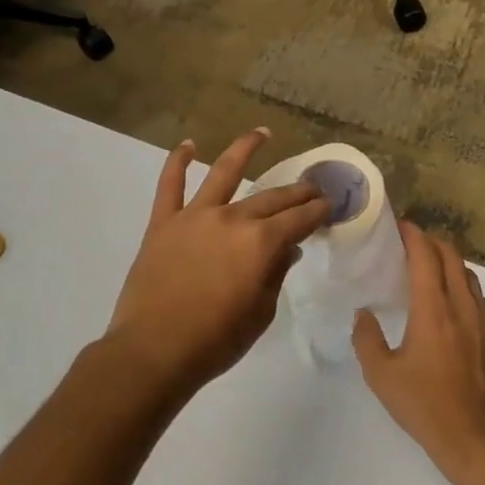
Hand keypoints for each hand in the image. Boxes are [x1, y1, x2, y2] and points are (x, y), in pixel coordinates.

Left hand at [107, 129, 329, 394]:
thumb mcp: (260, 312)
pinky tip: (187, 146)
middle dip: (296, 191)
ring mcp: (194, 217)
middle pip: (271, 198)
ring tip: (261, 133)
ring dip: (244, 149)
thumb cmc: (215, 340)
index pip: (298, 219)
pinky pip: (170, 186)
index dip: (317, 211)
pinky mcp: (163, 223)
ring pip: (223, 173)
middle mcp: (232, 219)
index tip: (330, 205)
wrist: (154, 351)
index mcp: (260, 243)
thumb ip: (275, 274)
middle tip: (311, 186)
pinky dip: (177, 163)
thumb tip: (287, 248)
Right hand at [353, 223, 484, 475]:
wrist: (474, 439)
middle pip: (452, 258)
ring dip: (450, 262)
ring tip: (432, 266)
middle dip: (433, 242)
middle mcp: (463, 307)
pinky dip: (464, 285)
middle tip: (413, 241)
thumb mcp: (381, 374)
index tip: (401, 226)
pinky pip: (480, 298)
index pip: (426, 258)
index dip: (414, 236)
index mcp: (433, 310)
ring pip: (469, 276)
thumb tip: (363, 314)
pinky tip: (453, 301)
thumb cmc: (423, 405)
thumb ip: (367, 338)